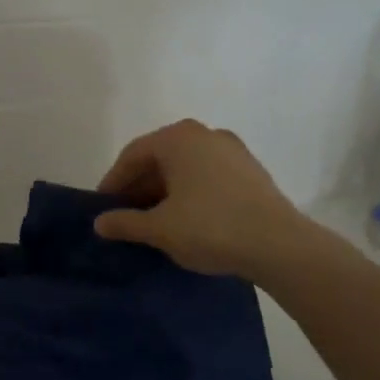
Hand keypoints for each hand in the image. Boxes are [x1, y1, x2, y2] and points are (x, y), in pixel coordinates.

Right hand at [94, 119, 310, 282]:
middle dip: (139, 186)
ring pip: (185, 167)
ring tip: (153, 220)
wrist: (280, 245)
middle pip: (159, 158)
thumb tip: (99, 223)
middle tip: (125, 215)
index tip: (102, 208)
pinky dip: (189, 192)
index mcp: (178, 138)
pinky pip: (207, 176)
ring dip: (164, 191)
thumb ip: (125, 222)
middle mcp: (204, 134)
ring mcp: (232, 150)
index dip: (113, 182)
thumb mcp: (159, 228)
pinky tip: (186, 219)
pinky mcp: (251, 170)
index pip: (132, 155)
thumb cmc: (210, 228)